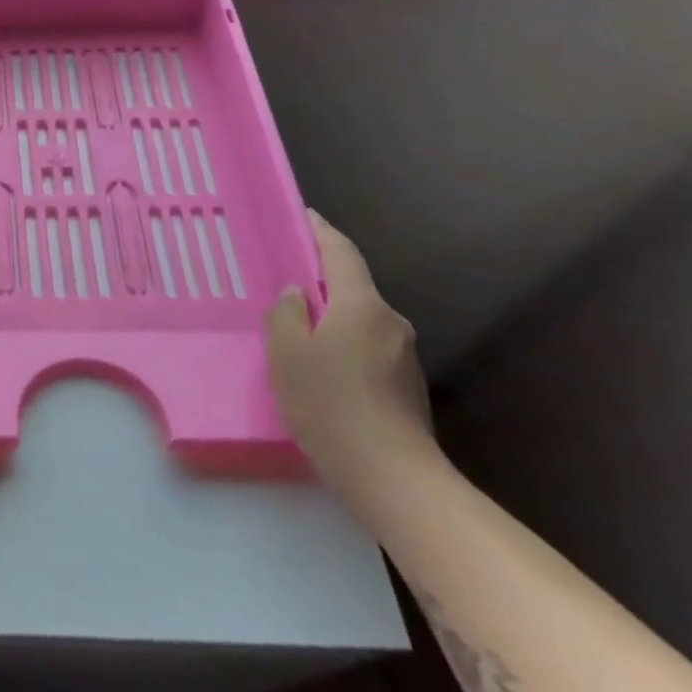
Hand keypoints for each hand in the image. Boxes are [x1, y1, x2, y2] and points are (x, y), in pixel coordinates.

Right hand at [266, 211, 436, 489]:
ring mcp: (403, 355)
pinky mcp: (406, 385)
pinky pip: (367, 347)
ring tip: (297, 332)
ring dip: (332, 318)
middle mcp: (390, 321)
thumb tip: (298, 295)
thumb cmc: (329, 403)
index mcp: (362, 305)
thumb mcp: (287, 353)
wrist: (391, 475)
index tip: (305, 216)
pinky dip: (343, 345)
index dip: (322, 231)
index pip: (342, 253)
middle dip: (323, 281)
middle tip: (286, 283)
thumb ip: (286, 314)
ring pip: (359, 320)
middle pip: (353, 287)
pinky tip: (321, 369)